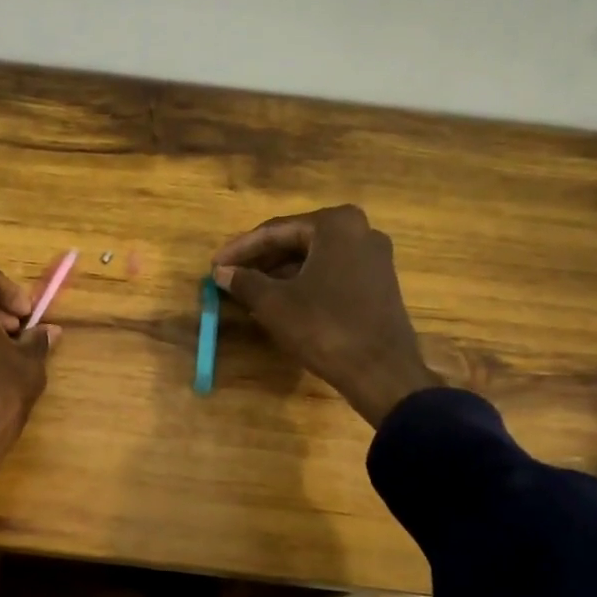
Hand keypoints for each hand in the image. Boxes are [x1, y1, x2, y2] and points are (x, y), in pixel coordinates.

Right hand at [212, 204, 438, 427]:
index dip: (240, 249)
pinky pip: (330, 273)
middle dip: (260, 259)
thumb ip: (244, 281)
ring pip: (313, 258)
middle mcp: (360, 231)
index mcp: (336, 225)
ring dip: (279, 272)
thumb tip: (222, 272)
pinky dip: (302, 282)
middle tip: (229, 275)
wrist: (381, 371)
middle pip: (296, 240)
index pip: (275, 231)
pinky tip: (280, 300)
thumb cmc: (324, 327)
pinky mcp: (378, 283)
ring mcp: (374, 258)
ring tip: (248, 290)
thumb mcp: (274, 303)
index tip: (214, 265)